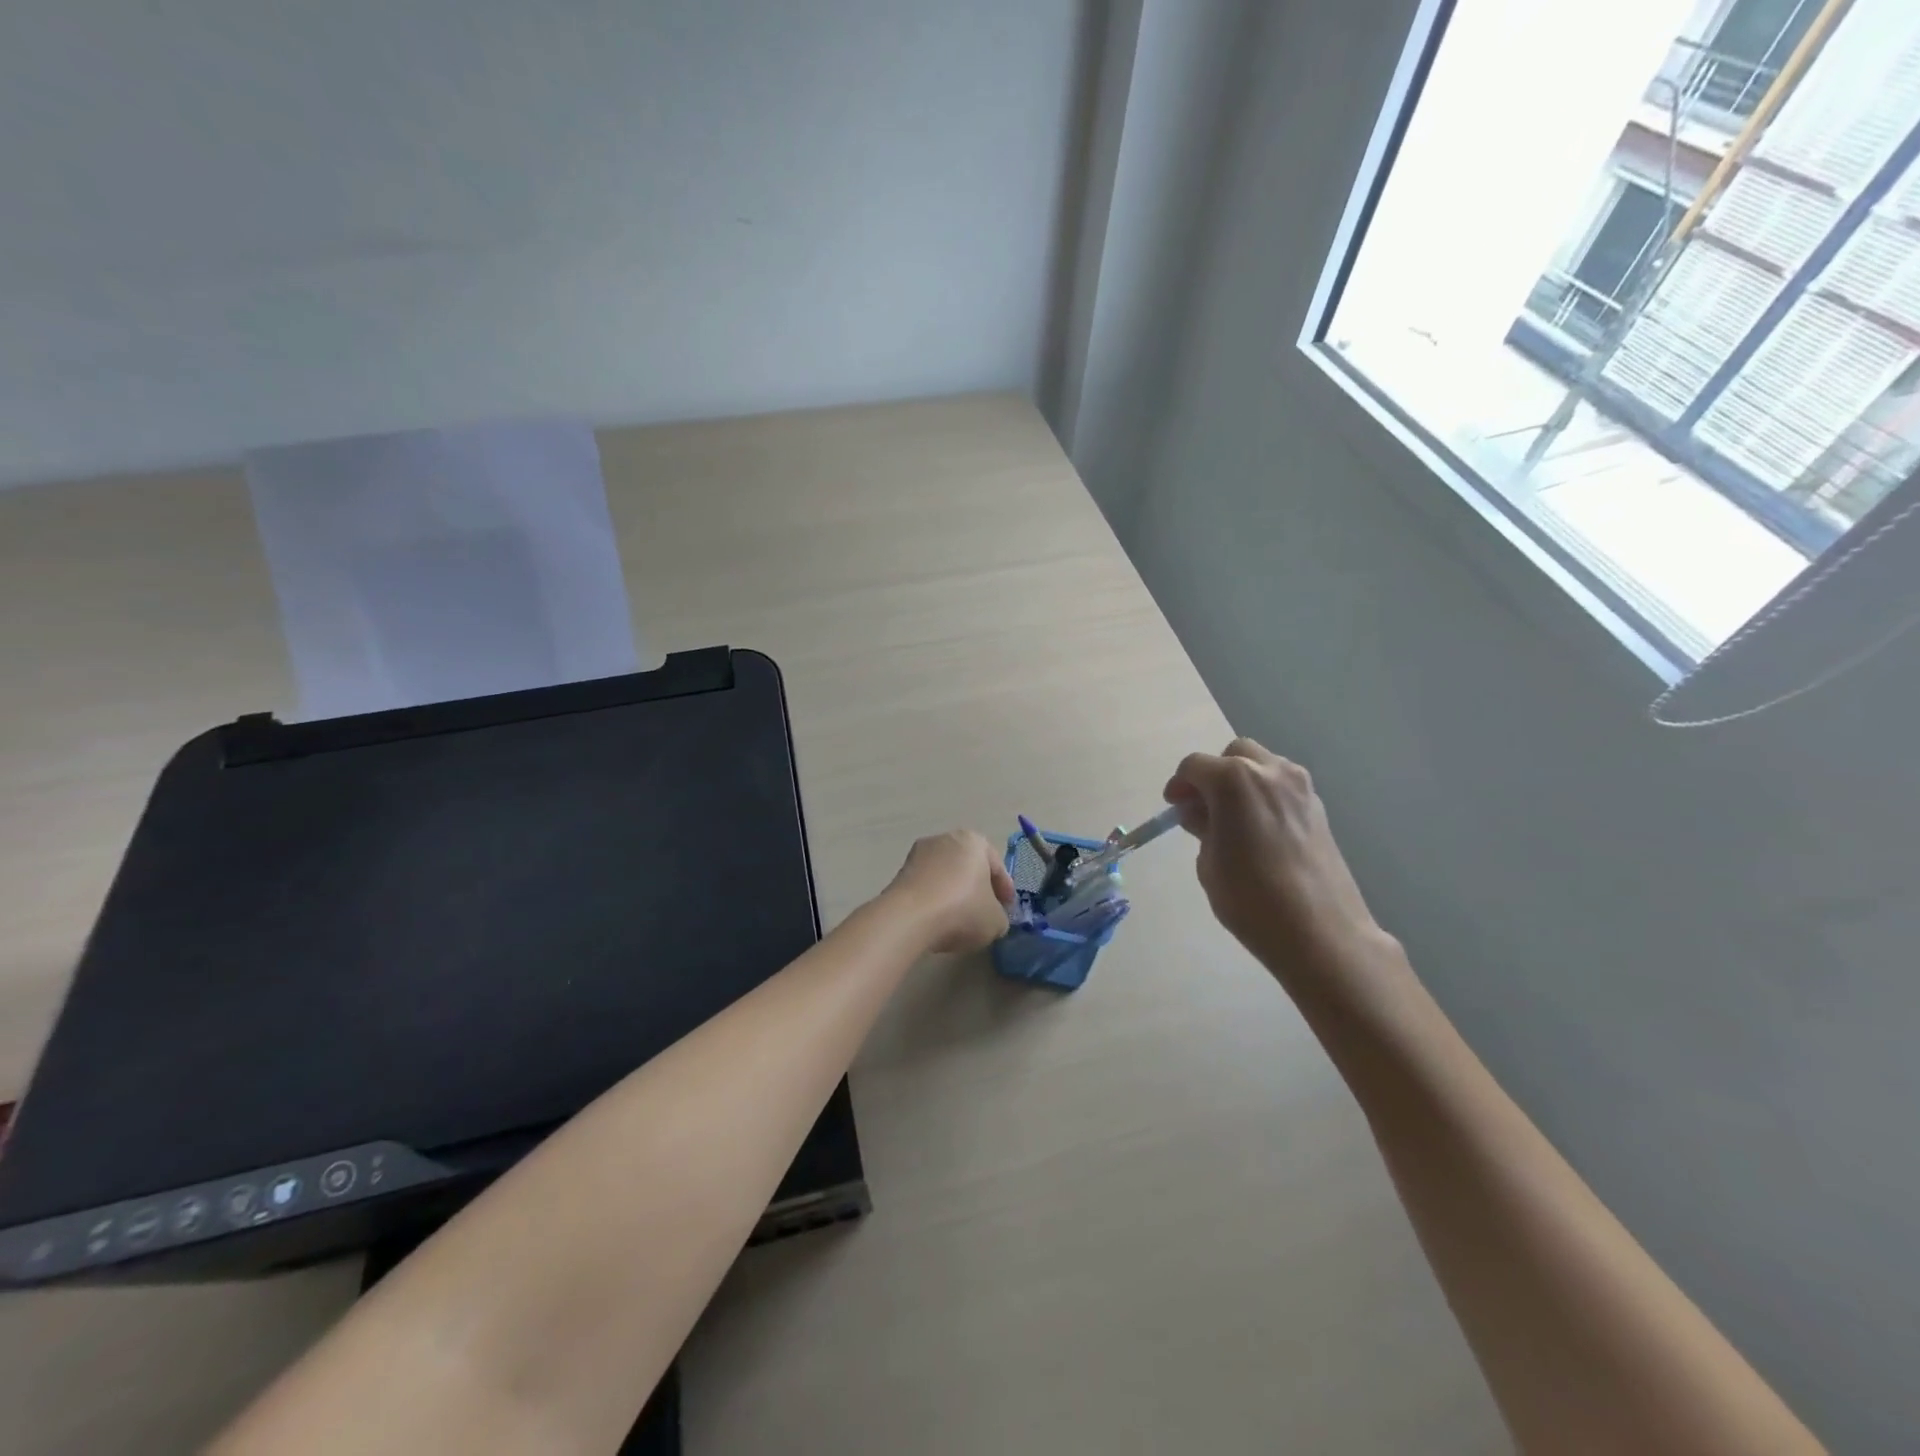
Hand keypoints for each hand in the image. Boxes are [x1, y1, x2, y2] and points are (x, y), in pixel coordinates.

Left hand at [884, 830, 1016, 953]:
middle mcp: (945, 839)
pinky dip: (934, 901)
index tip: (1007, 908)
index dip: (1005, 889)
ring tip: (959, 920)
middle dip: (977, 887)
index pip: (996, 864)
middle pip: (968, 866)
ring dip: (953, 894)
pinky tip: (938, 921)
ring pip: (945, 875)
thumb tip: (992, 918)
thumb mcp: (996, 921)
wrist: (909, 917)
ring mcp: (918, 854)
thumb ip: (1000, 917)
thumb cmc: (962, 909)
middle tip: (985, 911)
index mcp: (974, 841)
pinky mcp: (899, 873)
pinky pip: (926, 887)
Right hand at [1164, 738, 1389, 986]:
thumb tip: (1203, 813)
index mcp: (1233, 780)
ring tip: (1233, 818)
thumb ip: (1203, 827)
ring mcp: (1300, 787)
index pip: (1195, 766)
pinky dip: (1265, 796)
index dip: (1179, 785)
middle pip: (1233, 755)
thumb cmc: (1250, 898)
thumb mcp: (1208, 862)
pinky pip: (1282, 787)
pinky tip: (1260, 829)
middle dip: (1213, 775)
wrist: (1320, 931)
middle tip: (1203, 807)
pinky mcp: (1318, 807)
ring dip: (1242, 781)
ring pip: (1262, 766)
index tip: (1174, 808)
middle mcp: (1269, 771)